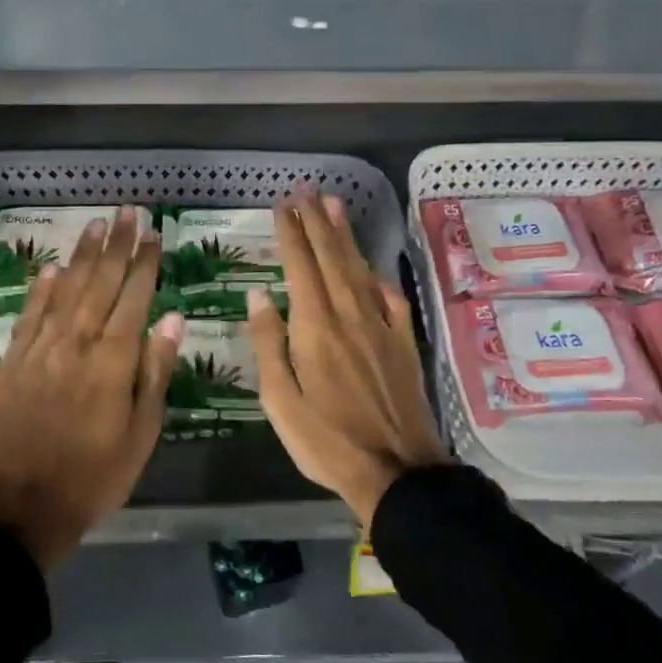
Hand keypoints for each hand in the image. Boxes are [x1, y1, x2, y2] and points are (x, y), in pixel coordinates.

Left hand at [0, 207, 182, 570]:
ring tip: (96, 225)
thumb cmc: (95, 475)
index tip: (154, 234)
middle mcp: (75, 344)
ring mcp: (40, 350)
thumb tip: (171, 319)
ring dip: (82, 256)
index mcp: (112, 361)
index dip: (145, 263)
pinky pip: (30, 316)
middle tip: (128, 212)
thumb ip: (155, 372)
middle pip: (100, 284)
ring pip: (65, 291)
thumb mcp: (141, 433)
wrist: (23, 507)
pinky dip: (42, 289)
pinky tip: (53, 268)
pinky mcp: (13, 362)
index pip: (133, 298)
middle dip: (117, 245)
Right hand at [246, 194, 446, 525]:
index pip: (300, 267)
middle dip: (317, 223)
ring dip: (345, 237)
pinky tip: (372, 270)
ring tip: (334, 207)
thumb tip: (259, 296)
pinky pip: (389, 300)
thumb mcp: (279, 400)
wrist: (398, 471)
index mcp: (315, 328)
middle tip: (307, 192)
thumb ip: (268, 344)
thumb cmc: (326, 441)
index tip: (283, 206)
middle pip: (331, 259)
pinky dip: (378, 278)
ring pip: (359, 271)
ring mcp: (380, 328)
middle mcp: (349, 316)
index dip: (291, 233)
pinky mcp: (402, 344)